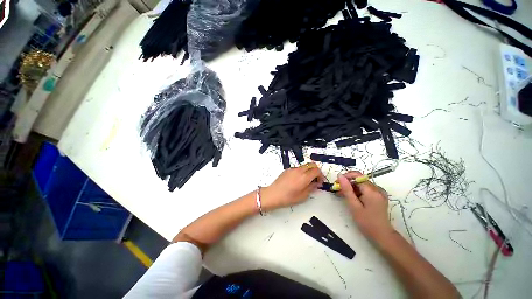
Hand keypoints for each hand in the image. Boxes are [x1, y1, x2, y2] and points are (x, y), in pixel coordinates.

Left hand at [261, 163, 324, 210]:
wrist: (273, 194)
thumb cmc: (287, 197)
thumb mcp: (303, 196)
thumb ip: (312, 188)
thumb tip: (316, 184)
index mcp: (304, 177)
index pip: (317, 170)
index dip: (321, 175)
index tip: (319, 182)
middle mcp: (299, 170)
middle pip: (312, 164)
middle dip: (316, 171)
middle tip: (315, 179)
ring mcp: (292, 169)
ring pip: (304, 166)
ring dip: (308, 171)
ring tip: (306, 181)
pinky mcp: (287, 169)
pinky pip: (297, 168)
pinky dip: (301, 171)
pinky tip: (297, 180)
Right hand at [337, 171, 394, 240]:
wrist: (382, 235)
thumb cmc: (366, 222)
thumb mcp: (354, 206)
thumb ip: (347, 189)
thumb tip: (340, 175)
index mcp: (372, 190)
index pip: (357, 175)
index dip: (346, 176)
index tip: (337, 182)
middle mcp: (378, 188)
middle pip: (359, 179)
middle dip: (348, 183)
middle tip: (338, 191)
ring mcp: (380, 192)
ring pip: (362, 184)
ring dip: (352, 188)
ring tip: (343, 195)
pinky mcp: (379, 195)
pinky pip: (366, 188)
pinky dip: (358, 191)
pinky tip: (352, 198)